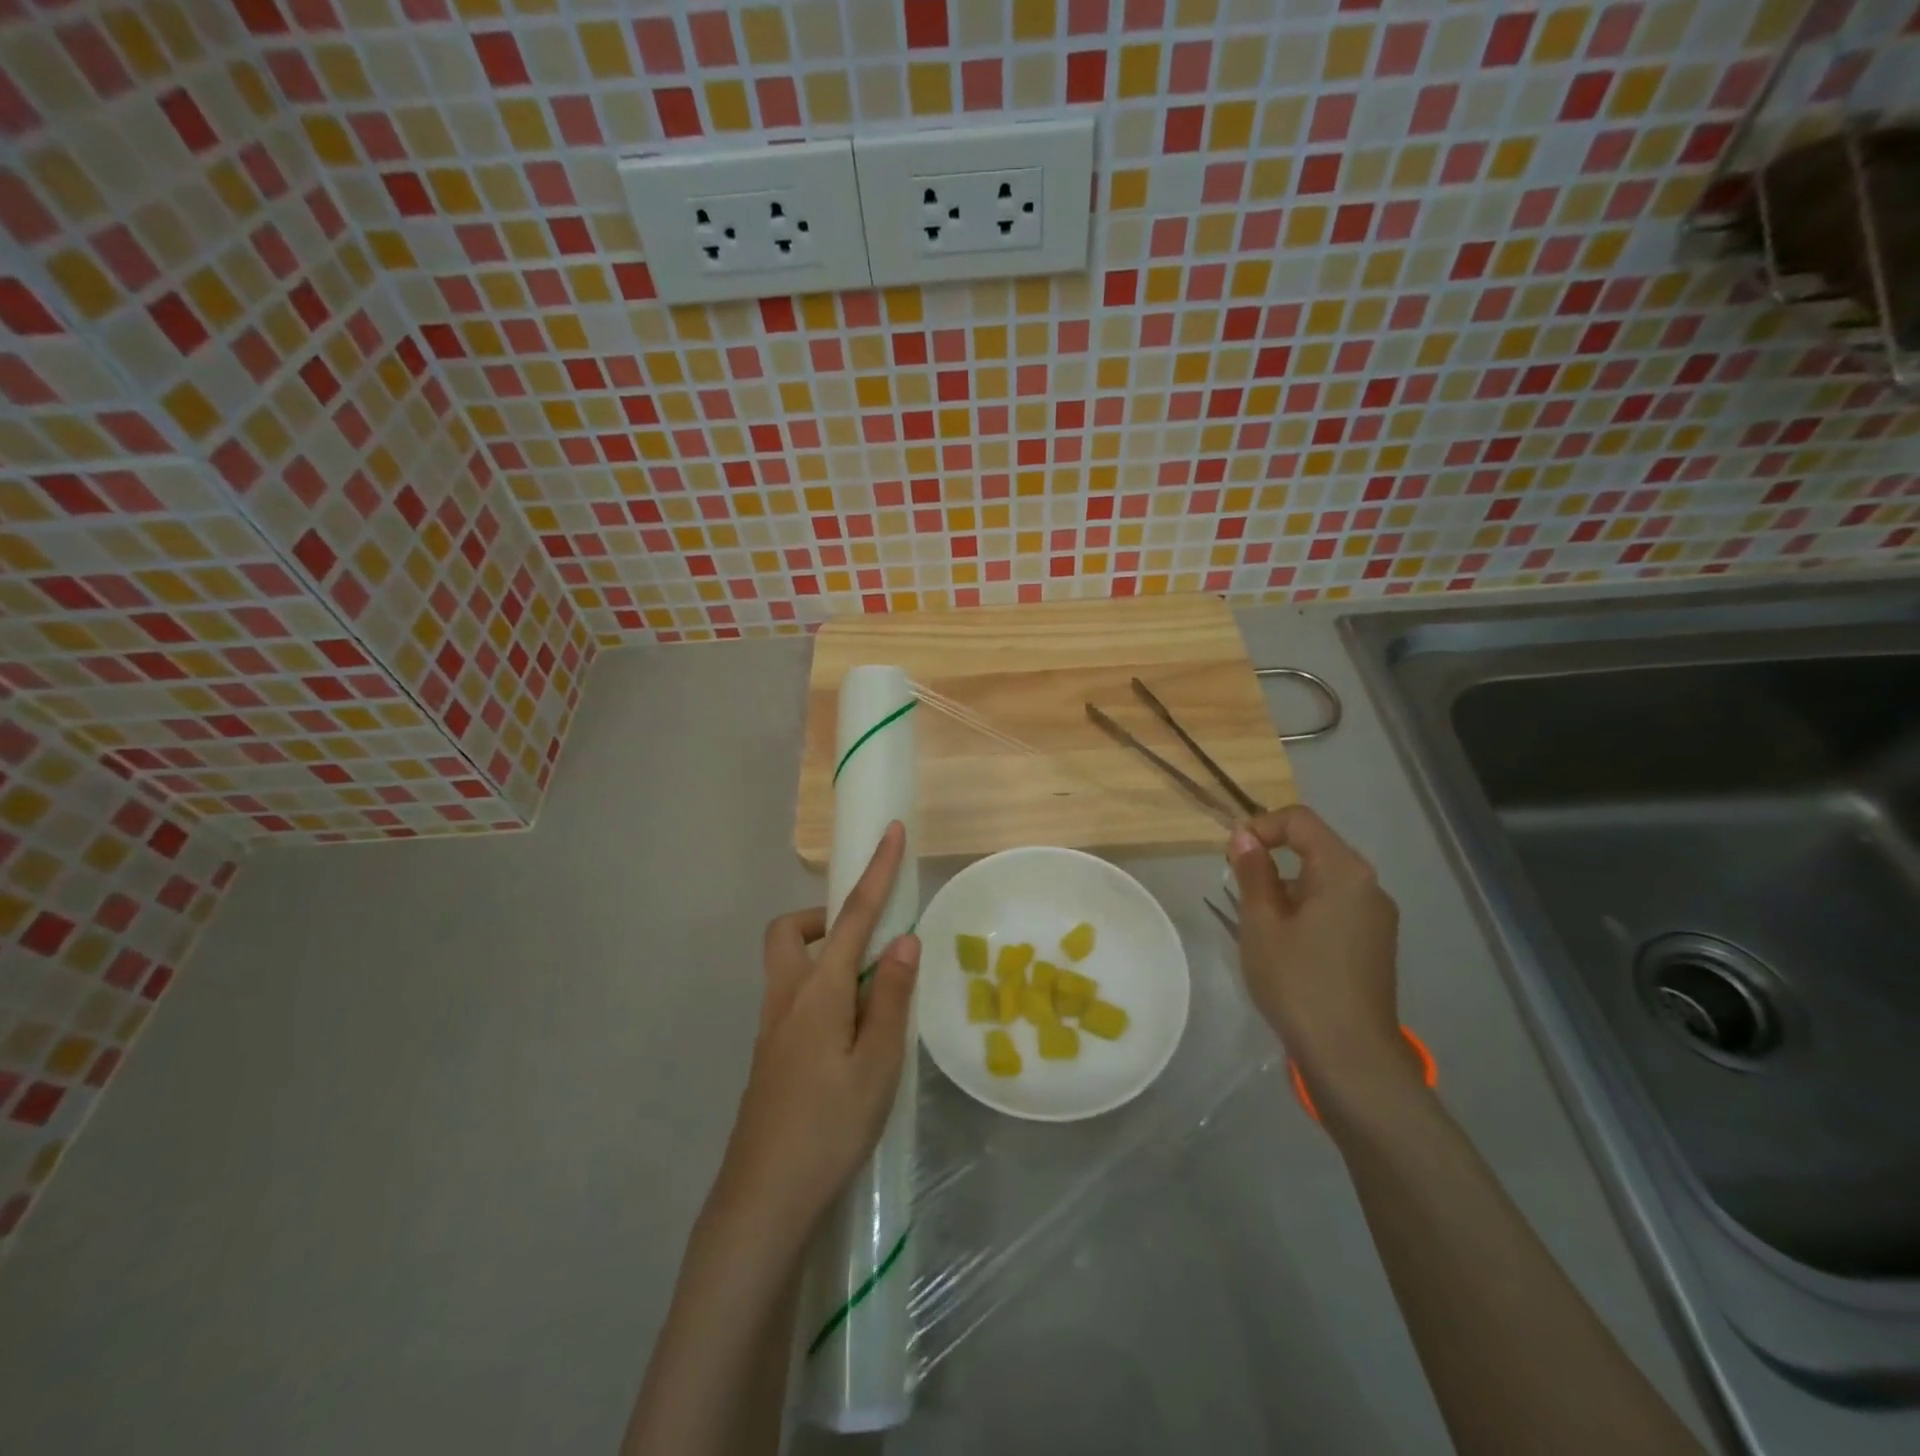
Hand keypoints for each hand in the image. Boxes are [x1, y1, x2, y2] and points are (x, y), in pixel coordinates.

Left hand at [710, 821, 919, 1243]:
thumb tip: (904, 940)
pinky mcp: (770, 1055)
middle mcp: (787, 997)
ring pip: (789, 965)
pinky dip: (823, 991)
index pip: (852, 916)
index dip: (876, 872)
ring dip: (825, 956)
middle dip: (826, 917)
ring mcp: (772, 1027)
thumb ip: (890, 997)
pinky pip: (795, 998)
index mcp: (817, 992)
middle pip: (791, 932)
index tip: (892, 832)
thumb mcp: (877, 1064)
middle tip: (868, 942)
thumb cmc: (829, 1128)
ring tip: (870, 993)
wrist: (764, 1200)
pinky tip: (852, 1034)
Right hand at [1228, 806, 1411, 1109]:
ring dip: (1286, 887)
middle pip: (1314, 847)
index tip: (1231, 856)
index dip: (1261, 826)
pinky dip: (1305, 909)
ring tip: (1257, 925)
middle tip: (1237, 890)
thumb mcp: (1261, 924)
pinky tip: (1285, 945)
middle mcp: (1368, 885)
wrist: (1351, 1057)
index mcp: (1344, 871)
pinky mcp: (1376, 942)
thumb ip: (1252, 872)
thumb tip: (1244, 836)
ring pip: (1323, 880)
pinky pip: (1335, 906)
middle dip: (1271, 859)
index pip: (1300, 820)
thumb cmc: (1299, 983)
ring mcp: (1377, 915)